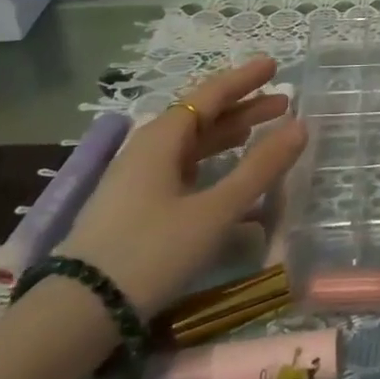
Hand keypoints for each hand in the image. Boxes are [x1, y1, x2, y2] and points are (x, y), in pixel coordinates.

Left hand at [56, 57, 308, 315]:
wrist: (79, 313)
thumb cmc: (151, 251)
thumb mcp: (215, 210)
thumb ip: (260, 168)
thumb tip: (300, 126)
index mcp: (162, 140)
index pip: (210, 96)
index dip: (244, 80)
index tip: (274, 65)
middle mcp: (147, 151)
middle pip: (201, 118)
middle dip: (243, 108)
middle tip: (283, 102)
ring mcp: (137, 181)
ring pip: (191, 146)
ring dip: (228, 136)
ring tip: (262, 132)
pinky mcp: (134, 208)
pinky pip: (182, 170)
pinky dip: (211, 164)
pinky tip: (228, 178)